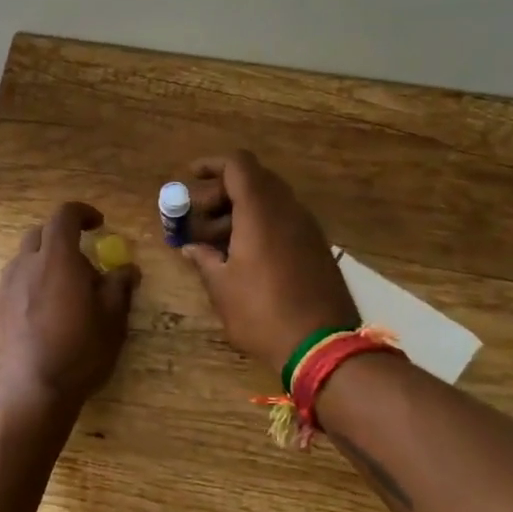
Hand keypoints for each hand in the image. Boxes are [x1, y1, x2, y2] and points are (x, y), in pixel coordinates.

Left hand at [0, 202, 138, 414]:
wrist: (25, 395)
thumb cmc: (77, 353)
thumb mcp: (111, 321)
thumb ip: (119, 287)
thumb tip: (126, 269)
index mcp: (55, 258)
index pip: (64, 215)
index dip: (82, 213)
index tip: (98, 224)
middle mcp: (23, 266)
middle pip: (39, 236)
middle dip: (61, 241)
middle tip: (82, 268)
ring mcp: (1, 290)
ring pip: (22, 264)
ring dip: (42, 268)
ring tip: (61, 299)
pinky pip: (10, 291)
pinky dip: (26, 293)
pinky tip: (38, 323)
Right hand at [177, 152, 358, 375]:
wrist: (323, 347)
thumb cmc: (262, 313)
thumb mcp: (222, 288)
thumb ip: (204, 259)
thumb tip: (190, 247)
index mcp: (261, 211)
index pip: (238, 165)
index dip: (212, 165)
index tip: (190, 177)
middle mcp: (288, 210)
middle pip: (254, 181)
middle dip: (221, 193)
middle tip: (198, 220)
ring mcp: (307, 229)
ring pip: (270, 202)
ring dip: (240, 212)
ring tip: (215, 244)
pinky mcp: (317, 248)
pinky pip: (284, 222)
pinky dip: (260, 226)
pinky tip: (243, 257)